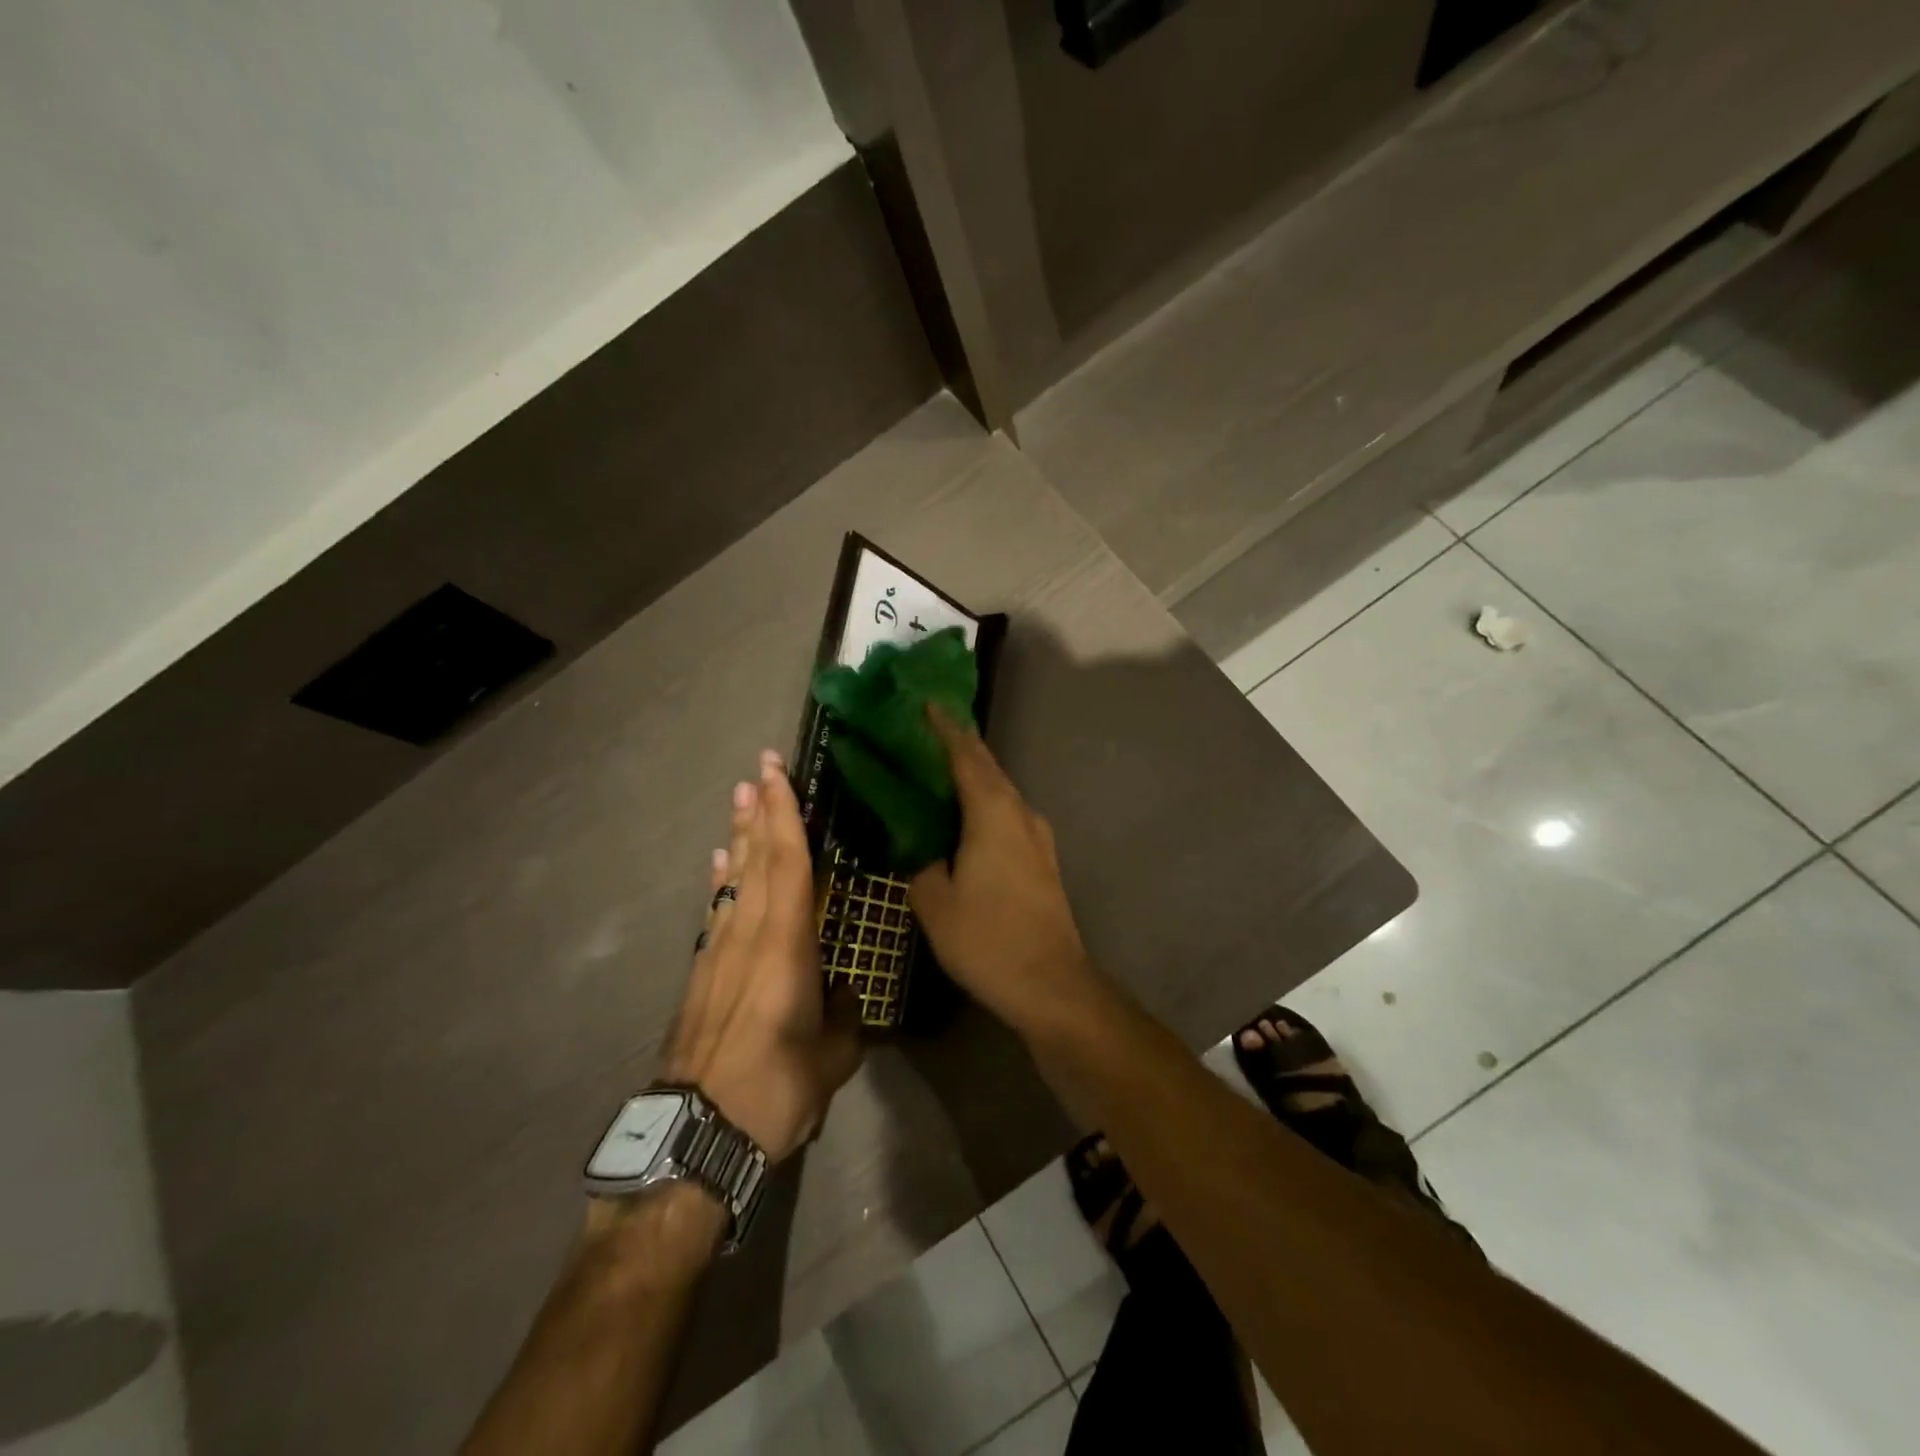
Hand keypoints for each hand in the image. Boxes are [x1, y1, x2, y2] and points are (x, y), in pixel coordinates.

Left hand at [663, 751, 861, 1162]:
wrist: (696, 1136)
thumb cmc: (774, 1090)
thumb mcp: (832, 1058)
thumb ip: (843, 1018)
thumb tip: (844, 994)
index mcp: (785, 946)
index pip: (788, 864)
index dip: (784, 814)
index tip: (776, 773)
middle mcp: (748, 936)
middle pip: (756, 861)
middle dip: (759, 813)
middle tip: (757, 771)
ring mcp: (718, 954)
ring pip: (734, 882)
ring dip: (739, 839)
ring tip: (740, 802)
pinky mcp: (700, 976)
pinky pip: (716, 913)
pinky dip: (721, 883)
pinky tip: (721, 867)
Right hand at [909, 710, 1100, 1033]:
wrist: (1051, 983)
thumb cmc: (987, 939)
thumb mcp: (935, 903)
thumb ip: (921, 865)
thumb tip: (923, 851)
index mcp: (993, 813)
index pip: (966, 755)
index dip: (945, 728)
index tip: (926, 703)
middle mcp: (1020, 813)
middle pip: (987, 767)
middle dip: (959, 744)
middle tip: (926, 729)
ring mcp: (1037, 836)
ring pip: (1000, 791)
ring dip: (973, 774)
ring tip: (939, 769)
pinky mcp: (1042, 858)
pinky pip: (1007, 814)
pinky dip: (984, 803)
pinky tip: (965, 816)